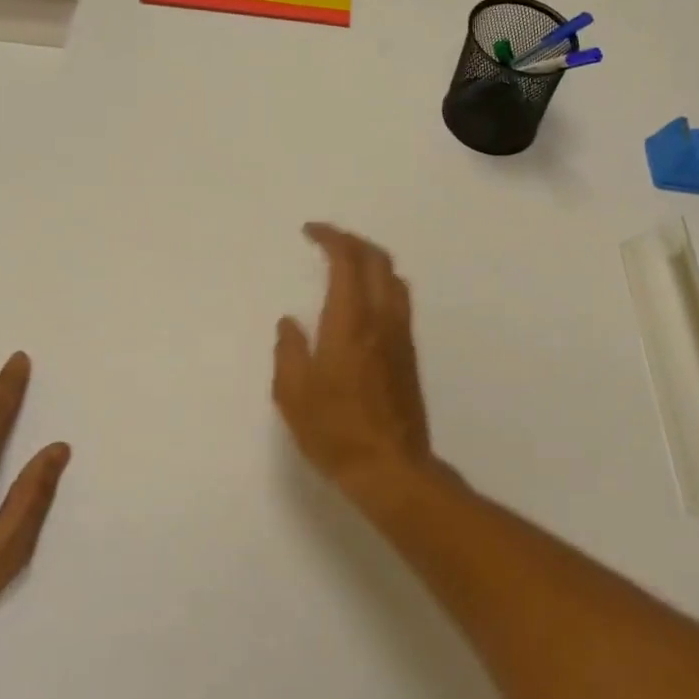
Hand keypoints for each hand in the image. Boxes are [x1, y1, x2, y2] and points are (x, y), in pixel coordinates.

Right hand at [273, 224, 438, 506]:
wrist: (391, 466)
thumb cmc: (335, 431)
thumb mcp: (293, 394)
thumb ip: (289, 351)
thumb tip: (290, 323)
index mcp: (351, 322)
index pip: (348, 260)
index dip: (331, 237)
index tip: (310, 231)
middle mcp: (382, 319)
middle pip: (378, 260)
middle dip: (353, 241)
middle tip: (328, 241)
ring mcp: (401, 335)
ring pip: (394, 279)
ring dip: (371, 260)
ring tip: (346, 264)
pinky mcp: (409, 353)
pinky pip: (399, 300)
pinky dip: (381, 283)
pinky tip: (364, 300)